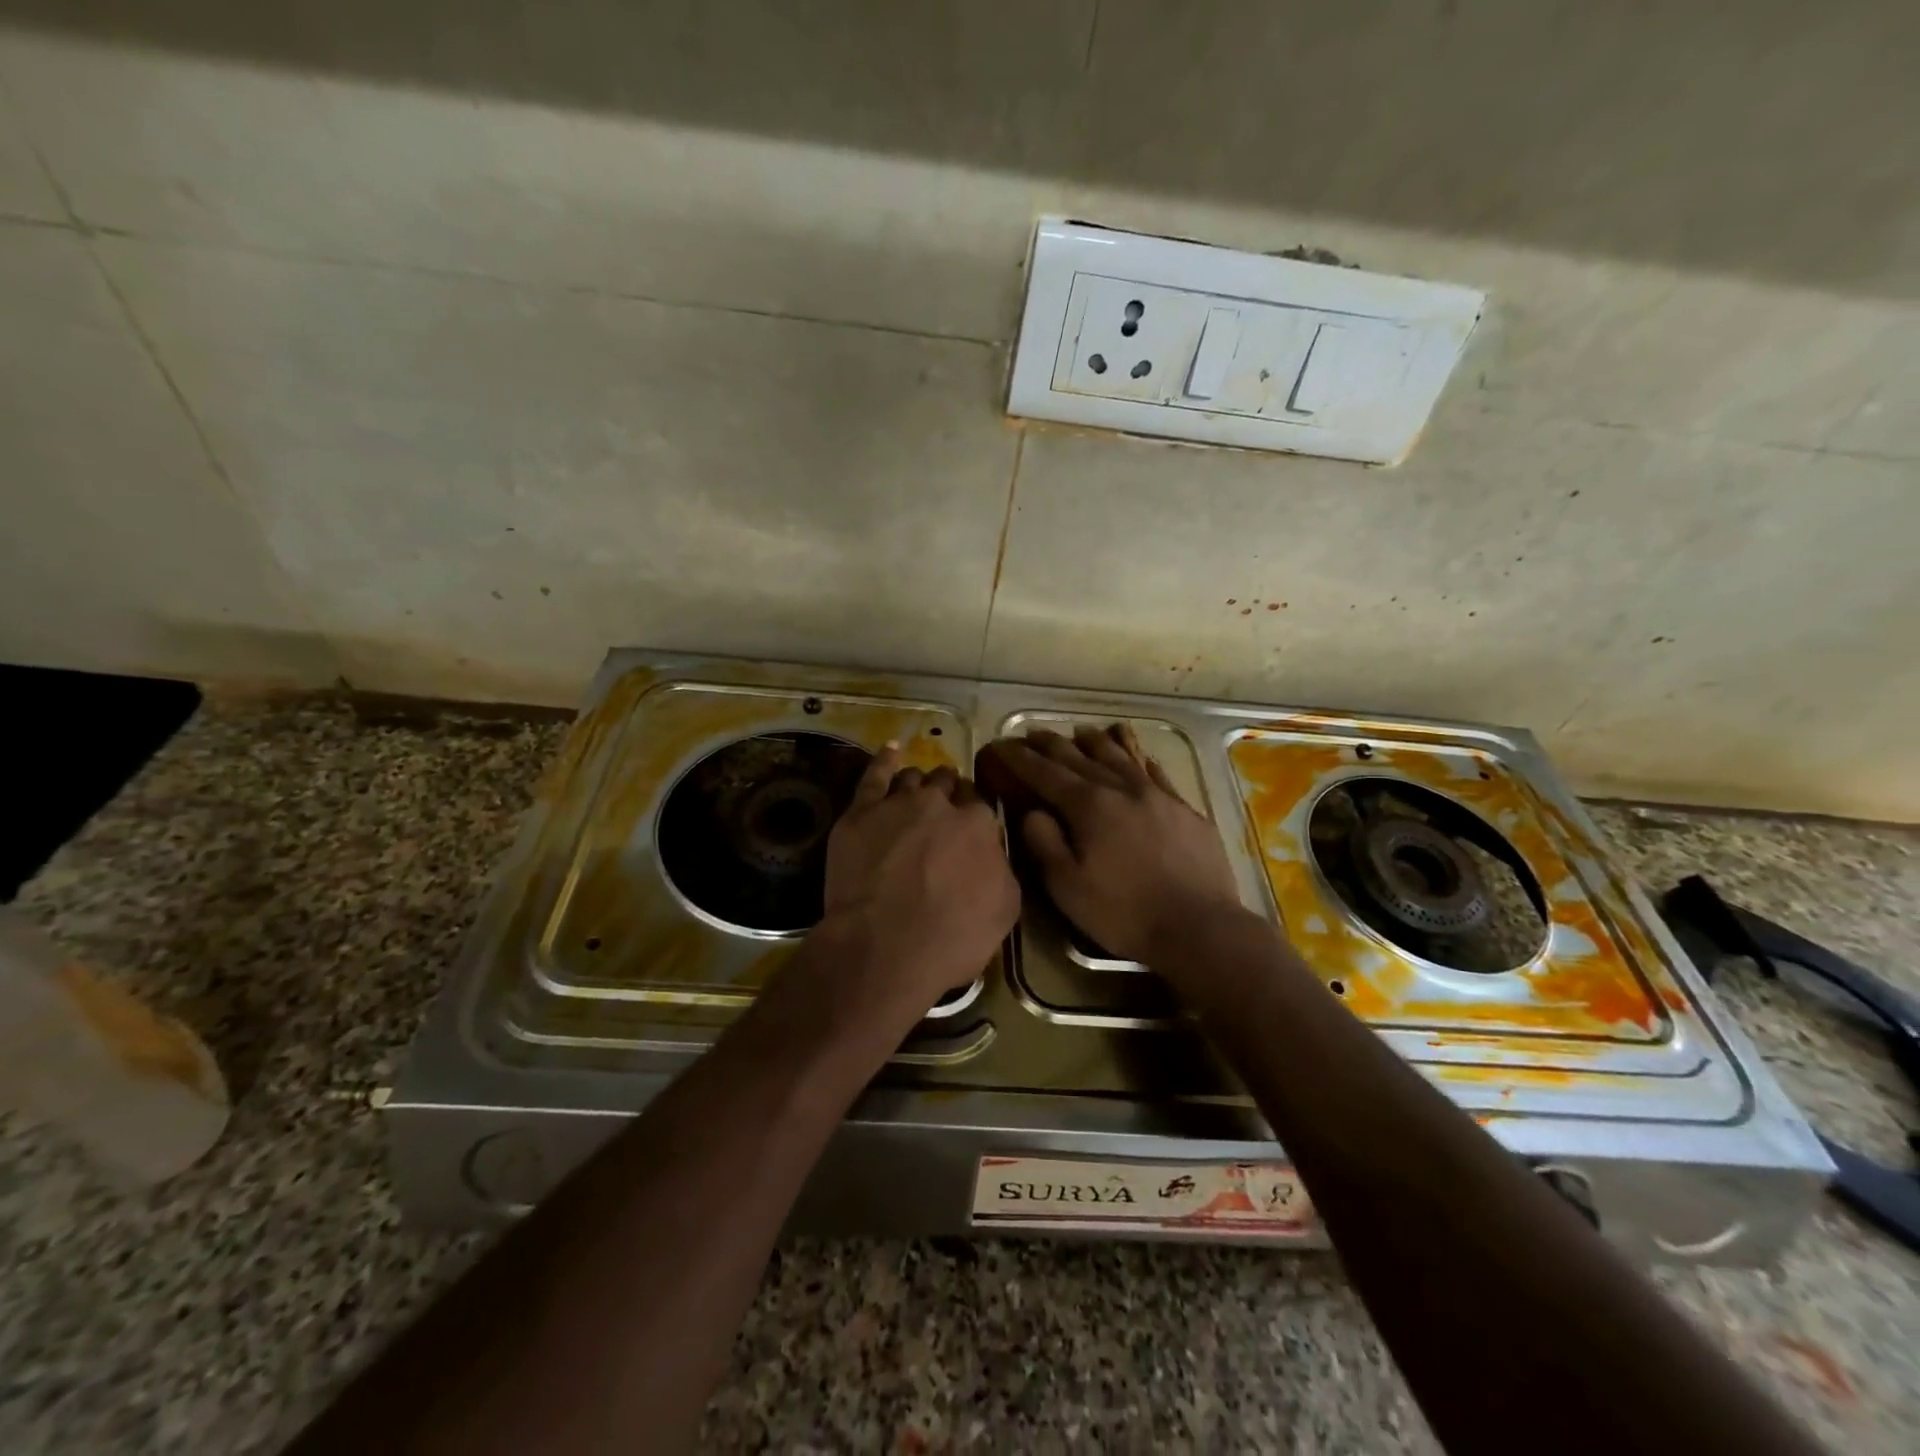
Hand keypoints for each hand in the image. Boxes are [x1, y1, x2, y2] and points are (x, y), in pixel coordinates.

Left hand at [815, 744, 1019, 1026]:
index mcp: (978, 825)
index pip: (980, 806)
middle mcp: (940, 804)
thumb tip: (992, 854)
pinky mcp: (859, 813)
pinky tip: (891, 750)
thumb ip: (1001, 869)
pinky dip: (885, 760)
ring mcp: (897, 804)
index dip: (974, 817)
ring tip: (917, 794)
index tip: (969, 830)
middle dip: (949, 794)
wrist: (884, 948)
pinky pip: (874, 775)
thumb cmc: (951, 938)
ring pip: (912, 779)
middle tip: (944, 815)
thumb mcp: (1004, 910)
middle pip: (947, 785)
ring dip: (919, 785)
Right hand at [985, 726, 1243, 967]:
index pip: (1045, 773)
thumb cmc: (1123, 911)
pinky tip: (1138, 757)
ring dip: (1096, 742)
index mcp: (1089, 806)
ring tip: (1081, 732)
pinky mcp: (1185, 810)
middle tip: (1033, 733)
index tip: (1002, 745)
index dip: (1020, 758)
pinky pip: (1157, 773)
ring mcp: (1158, 795)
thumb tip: (1032, 811)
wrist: (1199, 926)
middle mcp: (1122, 789)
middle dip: (1052, 744)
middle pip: (1081, 757)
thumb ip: (1044, 842)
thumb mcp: (1067, 886)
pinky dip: (1141, 760)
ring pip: (1121, 757)